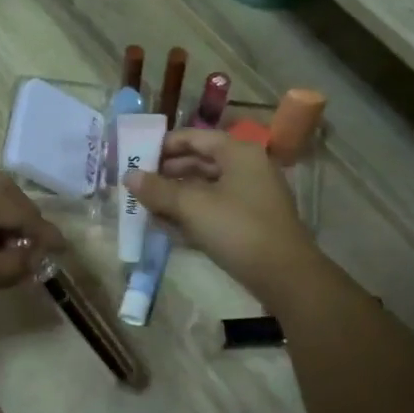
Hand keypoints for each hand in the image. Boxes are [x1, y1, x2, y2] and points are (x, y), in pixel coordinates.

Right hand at [125, 130, 319, 301]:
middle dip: (167, 173)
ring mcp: (251, 196)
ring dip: (176, 195)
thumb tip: (128, 176)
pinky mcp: (250, 221)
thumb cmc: (238, 229)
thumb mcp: (193, 207)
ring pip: (206, 188)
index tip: (136, 156)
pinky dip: (192, 213)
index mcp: (238, 153)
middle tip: (137, 184)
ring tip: (146, 206)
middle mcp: (247, 168)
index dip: (164, 145)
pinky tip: (167, 226)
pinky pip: (214, 208)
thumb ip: (158, 190)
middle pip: (200, 161)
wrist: (285, 275)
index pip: (195, 137)